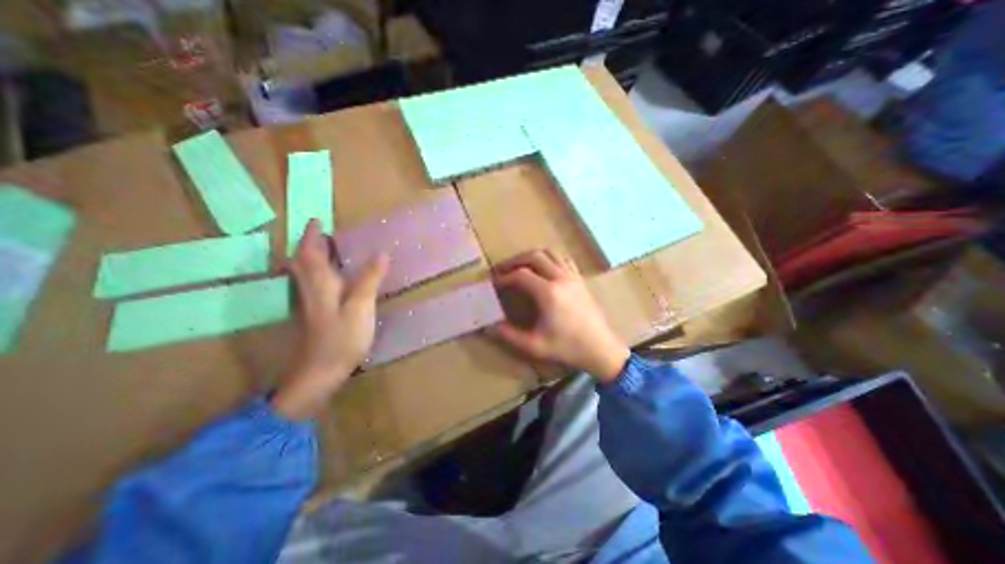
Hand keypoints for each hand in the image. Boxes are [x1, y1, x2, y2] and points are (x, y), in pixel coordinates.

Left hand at [271, 221, 386, 418]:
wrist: (321, 372)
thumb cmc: (342, 338)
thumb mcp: (361, 306)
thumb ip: (370, 279)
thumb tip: (381, 253)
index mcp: (321, 284)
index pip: (311, 253)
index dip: (313, 236)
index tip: (317, 220)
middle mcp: (310, 290)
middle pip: (301, 262)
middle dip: (308, 245)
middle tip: (320, 233)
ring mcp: (309, 304)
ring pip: (303, 274)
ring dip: (309, 257)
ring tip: (323, 249)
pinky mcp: (313, 315)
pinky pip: (310, 285)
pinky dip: (314, 274)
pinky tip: (327, 279)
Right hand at [493, 249, 625, 383]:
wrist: (601, 349)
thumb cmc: (568, 348)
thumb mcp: (535, 345)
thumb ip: (509, 335)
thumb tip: (488, 327)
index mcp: (548, 293)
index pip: (520, 275)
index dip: (504, 277)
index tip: (494, 283)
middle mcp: (561, 278)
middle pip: (534, 256)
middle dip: (515, 260)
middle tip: (503, 270)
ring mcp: (572, 276)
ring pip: (550, 253)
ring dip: (532, 256)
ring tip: (520, 267)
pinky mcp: (580, 279)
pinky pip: (563, 259)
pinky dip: (549, 258)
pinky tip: (544, 270)